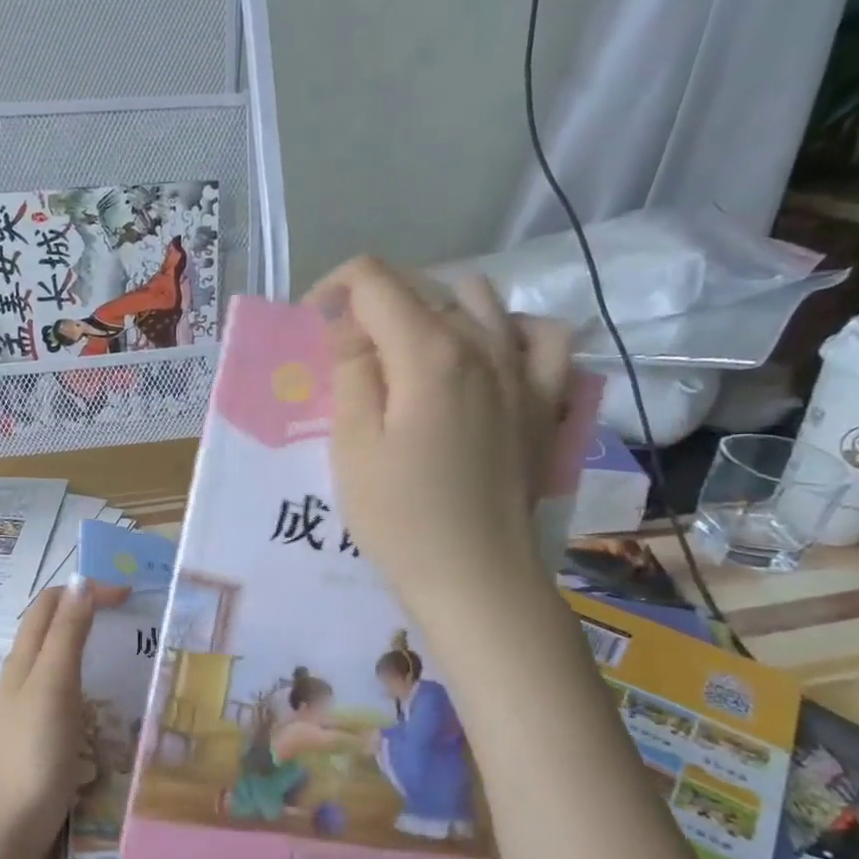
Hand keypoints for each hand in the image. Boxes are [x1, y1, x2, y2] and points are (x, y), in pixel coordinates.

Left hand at [0, 580, 125, 858]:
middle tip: (129, 611)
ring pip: (57, 656)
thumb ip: (66, 634)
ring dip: (86, 638)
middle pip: (51, 625)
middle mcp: (23, 674)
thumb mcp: (53, 684)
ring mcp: (30, 704)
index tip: (128, 595)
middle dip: (86, 607)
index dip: (85, 589)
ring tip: (122, 642)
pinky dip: (86, 673)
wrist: (12, 823)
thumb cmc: (34, 749)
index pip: (50, 604)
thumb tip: (81, 583)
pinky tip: (104, 691)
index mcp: (24, 657)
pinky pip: (65, 687)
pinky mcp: (41, 730)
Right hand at [307, 256, 572, 612]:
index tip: (312, 330)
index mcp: (429, 352)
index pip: (374, 280)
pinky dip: (508, 331)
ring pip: (481, 299)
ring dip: (435, 309)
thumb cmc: (399, 517)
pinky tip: (486, 357)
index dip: (332, 291)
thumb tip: (350, 323)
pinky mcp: (546, 402)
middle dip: (373, 302)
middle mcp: (484, 344)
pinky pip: (541, 336)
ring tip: (408, 352)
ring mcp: (524, 371)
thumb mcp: (352, 444)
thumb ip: (351, 369)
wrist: (476, 578)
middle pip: (423, 285)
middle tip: (345, 353)